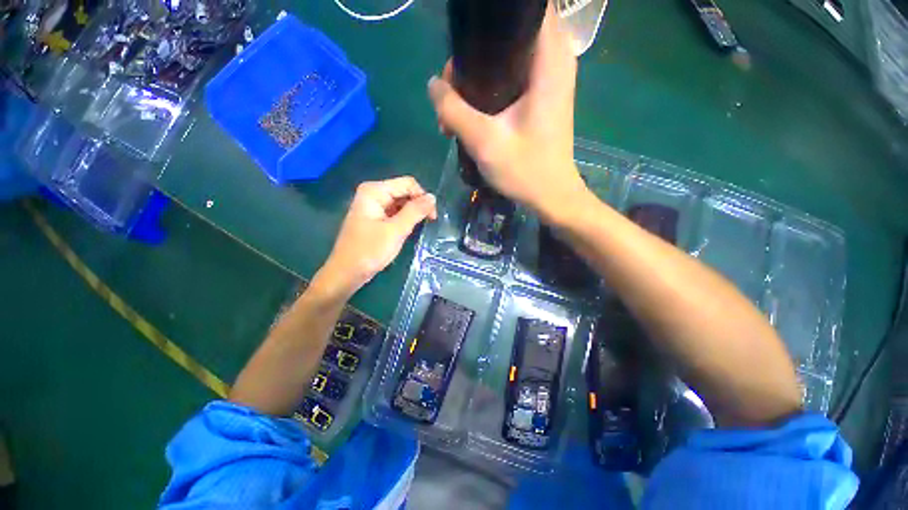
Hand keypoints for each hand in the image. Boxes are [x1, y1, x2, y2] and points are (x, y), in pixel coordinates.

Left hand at [315, 177, 436, 297]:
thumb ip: (415, 211)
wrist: (347, 273)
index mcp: (374, 191)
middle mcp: (373, 194)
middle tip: (428, 223)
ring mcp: (373, 206)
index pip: (408, 184)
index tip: (432, 217)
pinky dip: (405, 220)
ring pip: (401, 203)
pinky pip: (395, 213)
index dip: (423, 197)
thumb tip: (433, 197)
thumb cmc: (369, 251)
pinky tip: (408, 230)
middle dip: (418, 205)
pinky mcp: (375, 218)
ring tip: (418, 229)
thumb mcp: (396, 231)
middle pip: (404, 192)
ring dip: (413, 213)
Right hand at [428, 7, 587, 222]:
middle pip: (508, 36)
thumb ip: (454, 110)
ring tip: (455, 109)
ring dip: (477, 79)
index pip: (523, 12)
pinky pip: (511, 80)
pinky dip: (489, 92)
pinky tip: (470, 116)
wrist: (551, 197)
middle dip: (474, 57)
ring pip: (507, 60)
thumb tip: (433, 85)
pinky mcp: (541, 100)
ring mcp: (548, 82)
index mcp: (548, 62)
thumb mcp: (484, 141)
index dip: (489, 24)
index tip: (463, 46)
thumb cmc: (525, 170)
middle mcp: (553, 63)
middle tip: (452, 87)